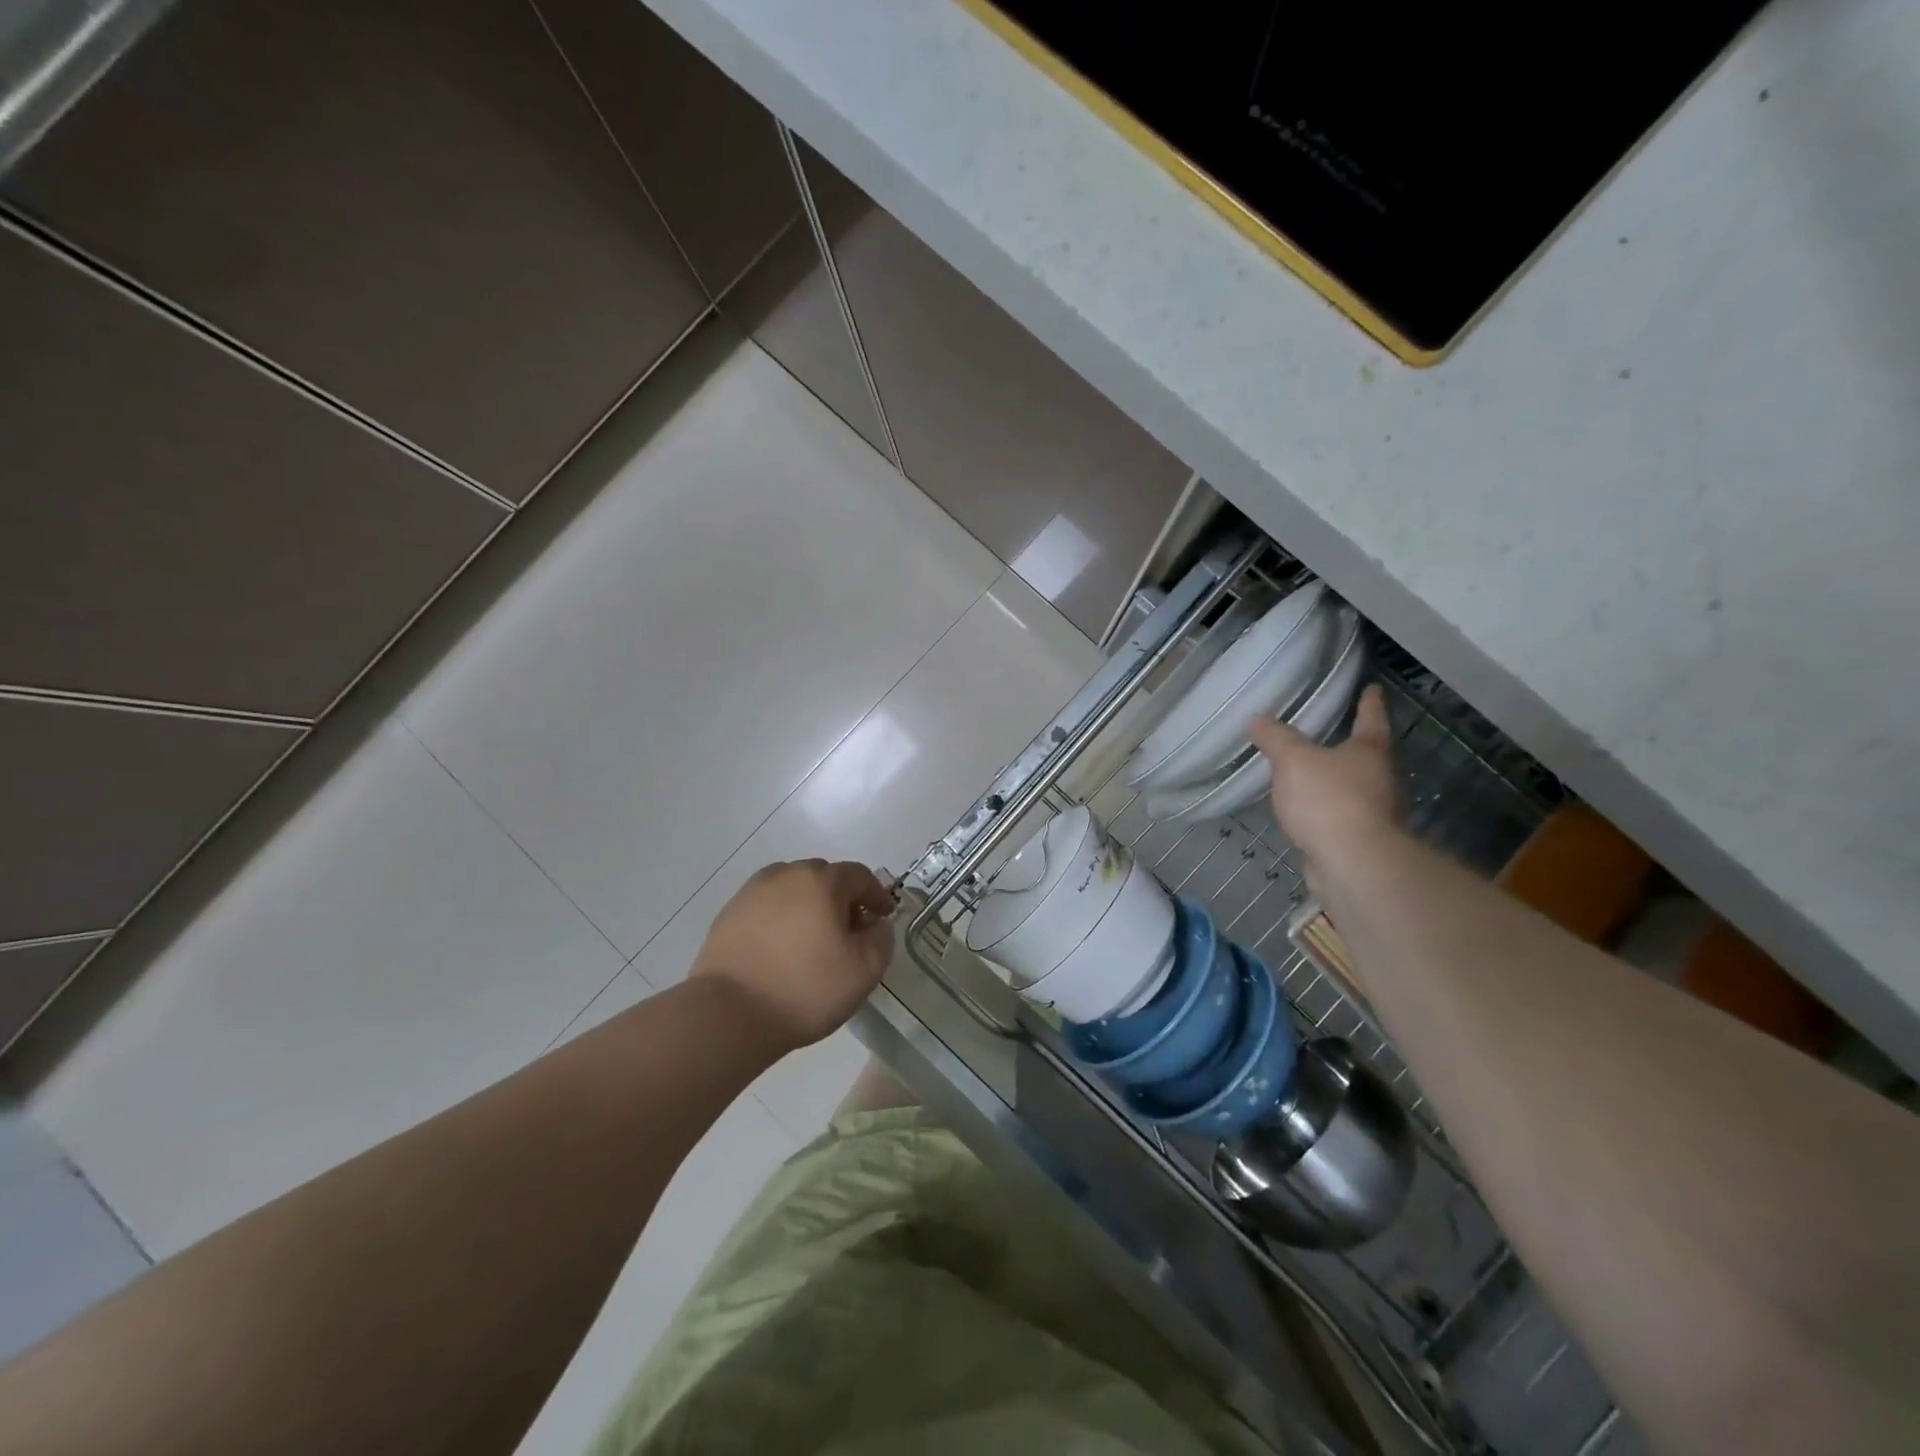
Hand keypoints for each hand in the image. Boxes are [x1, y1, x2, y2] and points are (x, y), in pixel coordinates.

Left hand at [690, 859, 895, 1050]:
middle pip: (824, 878)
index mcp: (821, 880)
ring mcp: (751, 893)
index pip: (860, 876)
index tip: (883, 917)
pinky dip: (781, 921)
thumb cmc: (806, 988)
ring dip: (809, 908)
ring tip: (813, 942)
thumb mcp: (865, 969)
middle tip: (850, 932)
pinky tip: (782, 951)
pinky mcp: (728, 915)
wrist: (729, 1014)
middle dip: (842, 900)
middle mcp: (785, 874)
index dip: (877, 895)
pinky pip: (766, 909)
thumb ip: (881, 938)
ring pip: (792, 891)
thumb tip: (874, 924)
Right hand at [1248, 684, 1398, 876]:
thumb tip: (1257, 718)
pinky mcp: (1363, 841)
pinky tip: (1308, 814)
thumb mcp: (1293, 760)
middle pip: (1369, 756)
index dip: (1369, 702)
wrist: (1352, 863)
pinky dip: (1328, 811)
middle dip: (1353, 746)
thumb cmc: (1328, 799)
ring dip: (1340, 781)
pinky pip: (1343, 816)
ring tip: (1313, 775)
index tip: (1372, 688)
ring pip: (1358, 788)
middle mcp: (1382, 779)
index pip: (1371, 718)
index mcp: (1370, 752)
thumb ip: (1275, 738)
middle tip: (1333, 734)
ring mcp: (1377, 813)